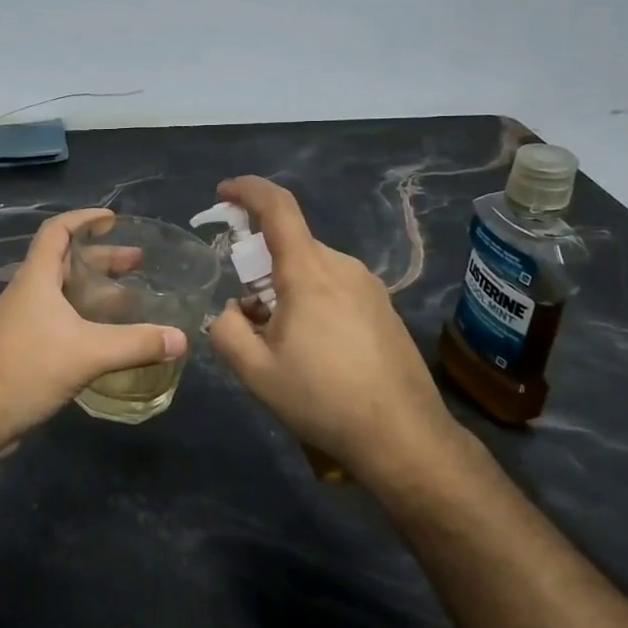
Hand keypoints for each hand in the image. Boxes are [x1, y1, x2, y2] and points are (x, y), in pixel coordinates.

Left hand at [0, 209, 186, 455]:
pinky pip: (60, 320)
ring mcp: (23, 321)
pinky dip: (86, 318)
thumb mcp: (88, 352)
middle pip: (65, 262)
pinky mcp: (24, 348)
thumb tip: (181, 338)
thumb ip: (136, 343)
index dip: (83, 218)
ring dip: (95, 291)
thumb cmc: (27, 369)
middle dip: (102, 258)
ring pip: (63, 293)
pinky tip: (108, 336)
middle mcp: (28, 293)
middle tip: (138, 263)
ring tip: (131, 298)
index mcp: (36, 278)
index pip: (57, 231)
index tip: (113, 219)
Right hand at [208, 176, 465, 486]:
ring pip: (312, 269)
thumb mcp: (255, 372)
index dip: (247, 190)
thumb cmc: (323, 399)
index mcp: (309, 272)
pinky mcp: (383, 308)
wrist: (404, 437)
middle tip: (246, 313)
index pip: (277, 207)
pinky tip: (313, 350)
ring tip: (279, 342)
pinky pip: (335, 288)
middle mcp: (343, 267)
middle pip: (291, 246)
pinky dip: (310, 301)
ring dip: (285, 289)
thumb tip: (233, 310)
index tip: (223, 193)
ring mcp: (369, 286)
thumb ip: (226, 330)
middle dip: (259, 267)